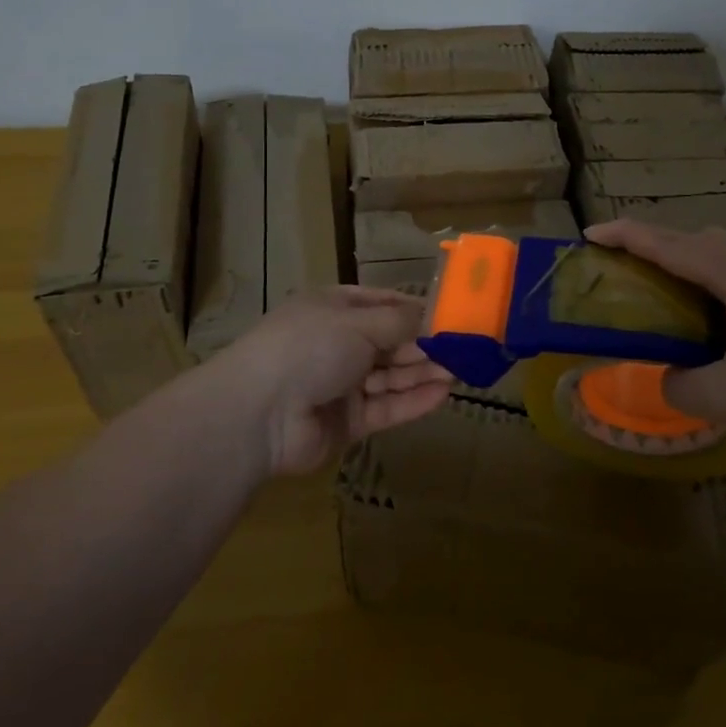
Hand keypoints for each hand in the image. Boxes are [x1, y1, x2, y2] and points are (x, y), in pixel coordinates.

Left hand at [207, 287, 453, 475]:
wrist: (258, 414)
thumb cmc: (309, 347)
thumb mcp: (358, 323)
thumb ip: (401, 323)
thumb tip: (435, 317)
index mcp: (334, 309)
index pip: (384, 304)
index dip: (418, 310)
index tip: (453, 316)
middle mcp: (338, 343)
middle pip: (391, 342)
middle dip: (426, 345)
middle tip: (467, 349)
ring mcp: (341, 384)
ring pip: (391, 377)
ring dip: (424, 373)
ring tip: (463, 372)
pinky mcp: (346, 422)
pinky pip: (386, 409)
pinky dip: (412, 402)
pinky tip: (443, 395)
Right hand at [585, 220, 725, 468]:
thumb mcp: (725, 397)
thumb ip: (680, 383)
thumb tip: (665, 376)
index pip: (670, 245)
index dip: (626, 236)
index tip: (590, 233)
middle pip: (698, 239)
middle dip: (656, 244)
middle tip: (625, 267)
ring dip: (690, 259)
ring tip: (666, 288)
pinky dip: (717, 276)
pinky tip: (717, 314)